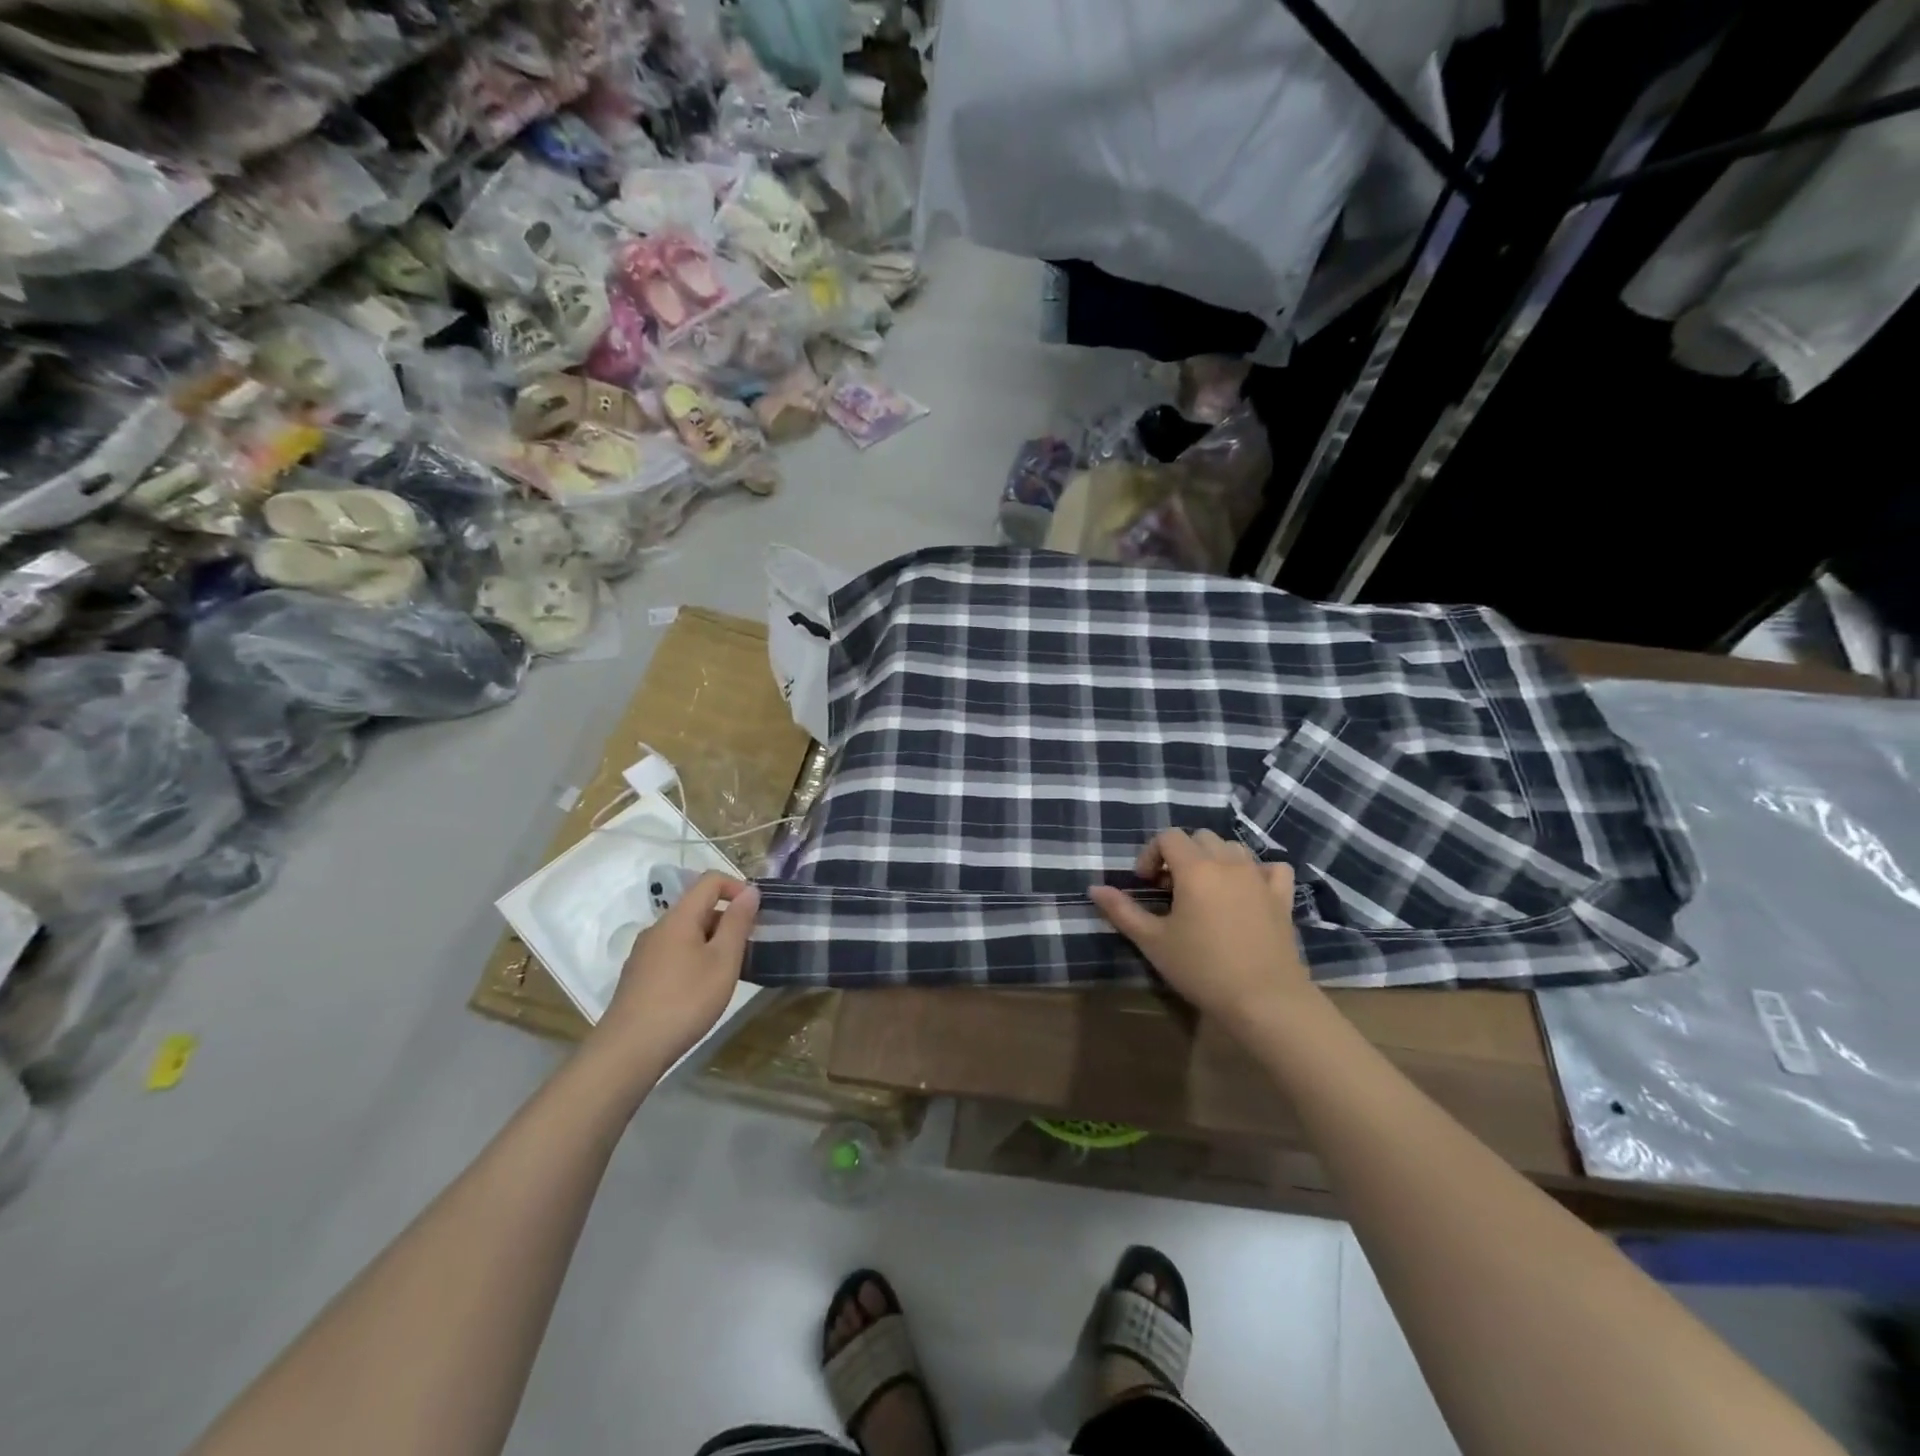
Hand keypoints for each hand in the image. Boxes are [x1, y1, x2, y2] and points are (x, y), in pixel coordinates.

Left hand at [596, 873, 759, 1075]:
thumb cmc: (685, 1001)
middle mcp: (658, 928)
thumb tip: (750, 891)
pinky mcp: (639, 976)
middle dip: (728, 919)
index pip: (710, 880)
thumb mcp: (723, 961)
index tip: (757, 912)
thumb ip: (738, 923)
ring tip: (729, 971)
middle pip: (698, 907)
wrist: (629, 1050)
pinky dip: (695, 958)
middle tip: (749, 948)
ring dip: (712, 941)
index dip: (737, 887)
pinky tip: (701, 989)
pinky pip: (674, 953)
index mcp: (679, 918)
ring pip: (686, 933)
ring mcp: (644, 953)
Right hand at [1089, 829, 1314, 1025]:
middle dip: (1180, 855)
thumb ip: (1122, 911)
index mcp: (1195, 868)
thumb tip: (1095, 888)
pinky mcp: (1282, 897)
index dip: (1151, 853)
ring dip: (1214, 859)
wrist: (1264, 1000)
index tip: (1146, 884)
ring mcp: (1259, 878)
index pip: (1168, 836)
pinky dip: (1257, 871)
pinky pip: (1271, 868)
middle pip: (1200, 837)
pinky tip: (1247, 892)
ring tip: (1205, 891)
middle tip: (1171, 889)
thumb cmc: (1202, 969)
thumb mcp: (1153, 942)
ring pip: (1233, 848)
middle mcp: (1228, 863)